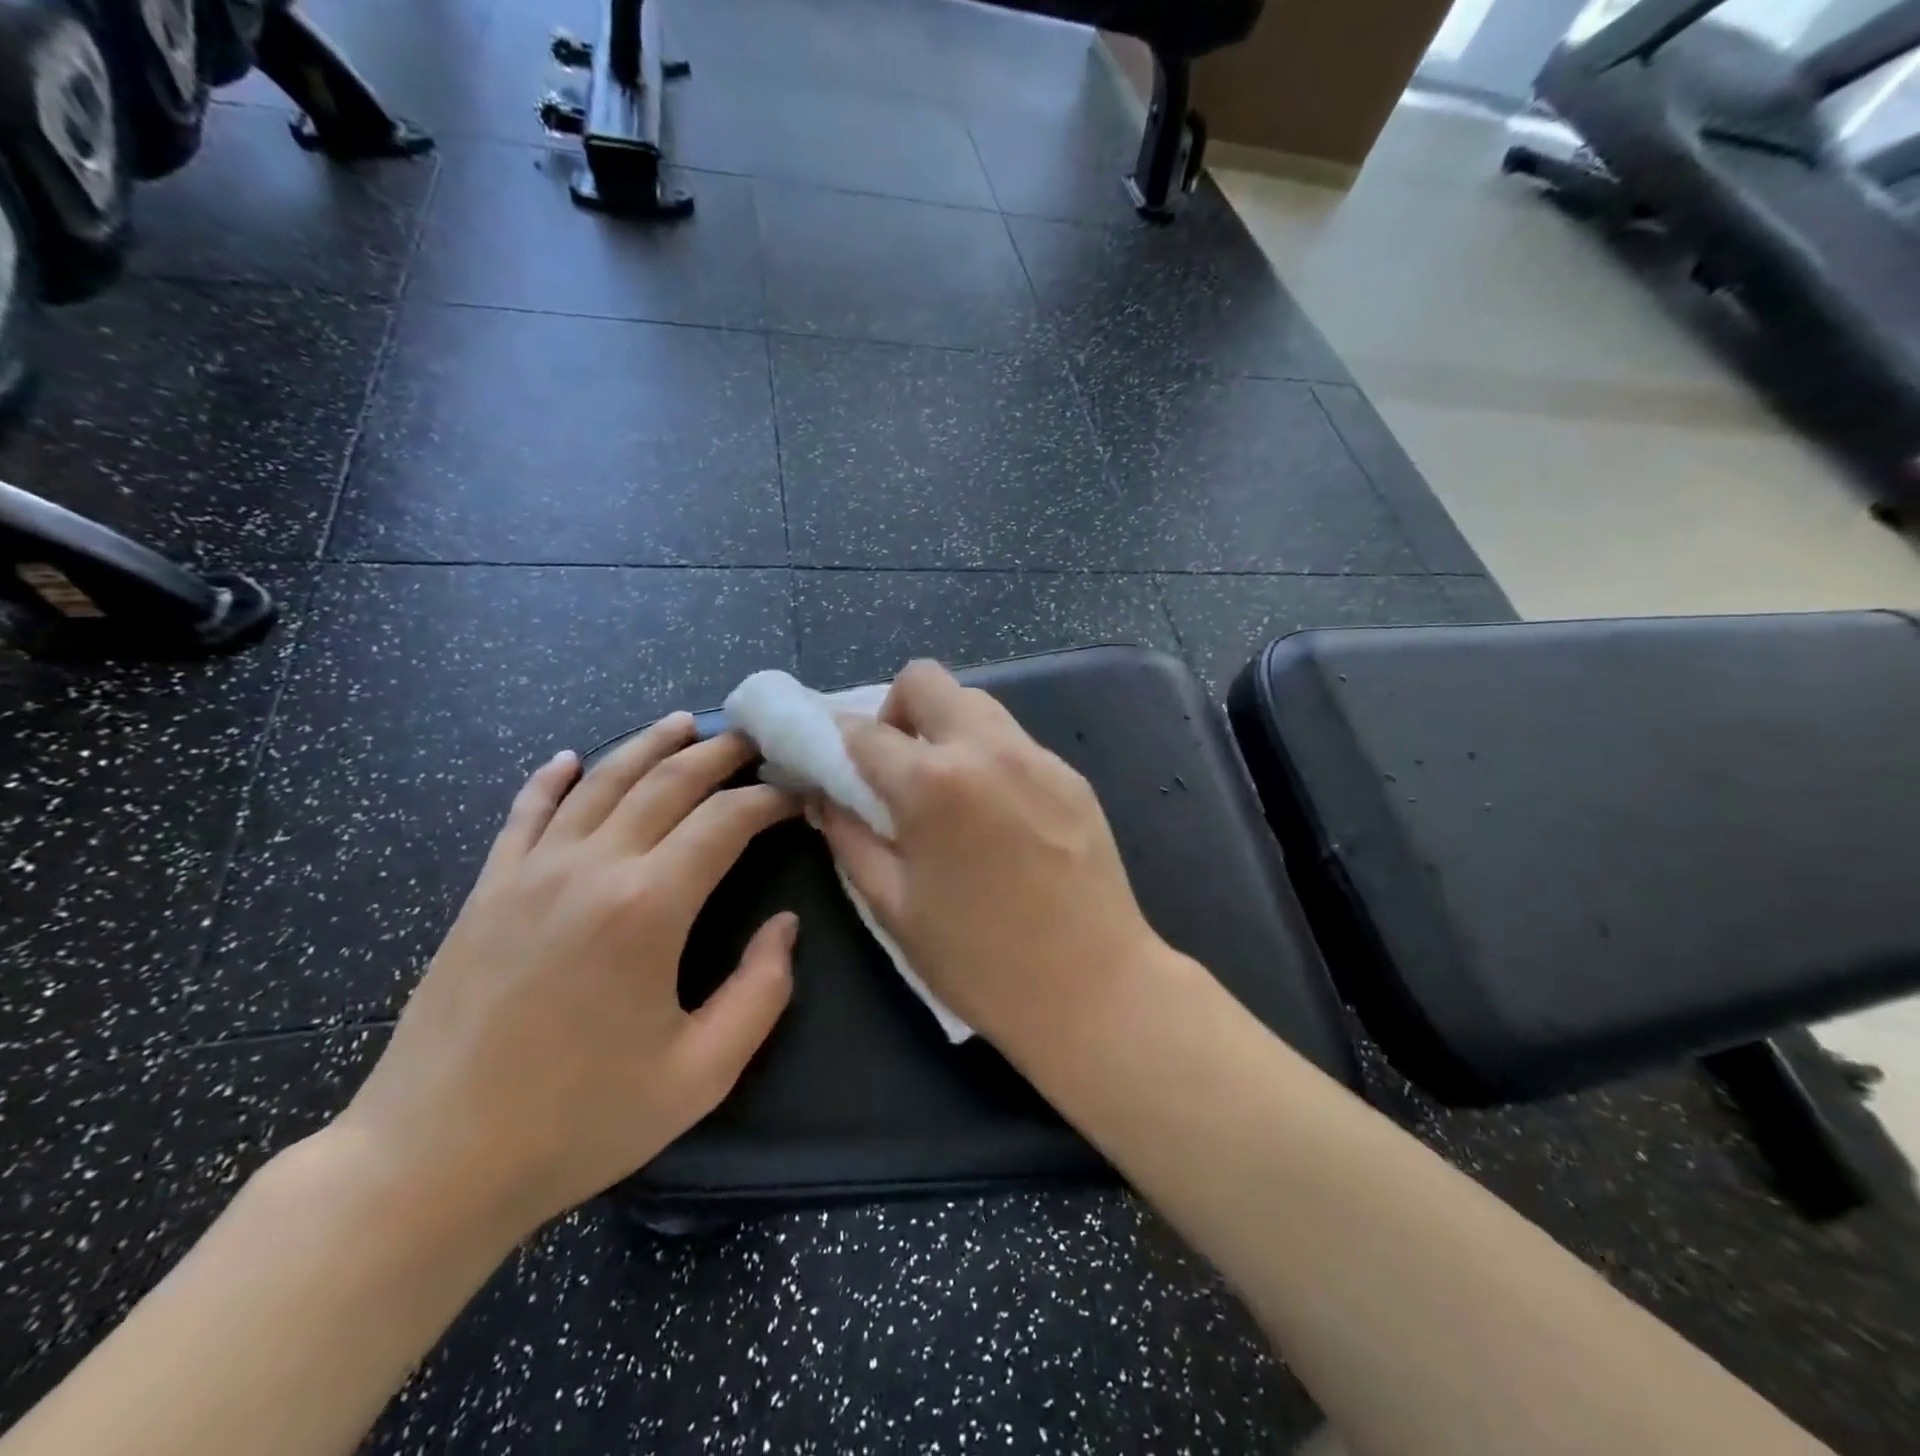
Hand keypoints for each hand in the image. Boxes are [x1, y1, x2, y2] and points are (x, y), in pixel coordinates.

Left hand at [336, 716, 797, 1241]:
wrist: (430, 1165)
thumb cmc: (579, 1122)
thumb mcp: (701, 1074)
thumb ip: (761, 992)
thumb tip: (784, 926)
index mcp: (648, 907)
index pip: (725, 821)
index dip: (770, 800)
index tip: (798, 796)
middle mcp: (591, 868)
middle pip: (666, 782)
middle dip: (719, 754)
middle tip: (755, 740)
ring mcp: (530, 873)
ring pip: (600, 781)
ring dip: (648, 745)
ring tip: (685, 722)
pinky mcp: (486, 891)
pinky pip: (524, 813)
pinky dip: (552, 778)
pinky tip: (571, 759)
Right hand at [818, 660, 1162, 1055]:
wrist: (1094, 988)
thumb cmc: (980, 961)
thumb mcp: (894, 907)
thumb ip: (851, 840)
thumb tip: (826, 799)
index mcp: (932, 782)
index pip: (863, 731)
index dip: (834, 743)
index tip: (832, 765)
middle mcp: (986, 748)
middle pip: (925, 679)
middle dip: (895, 709)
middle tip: (895, 766)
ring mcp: (1037, 756)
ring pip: (976, 703)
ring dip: (945, 728)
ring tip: (945, 789)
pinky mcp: (1071, 774)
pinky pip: (1014, 740)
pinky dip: (988, 755)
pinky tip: (994, 813)